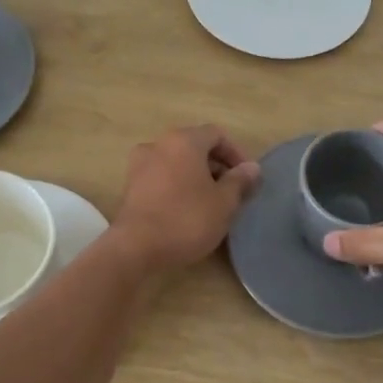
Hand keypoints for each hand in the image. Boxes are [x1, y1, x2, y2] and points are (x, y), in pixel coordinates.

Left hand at [110, 125, 259, 273]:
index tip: (247, 178)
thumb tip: (252, 167)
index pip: (217, 134)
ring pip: (177, 162)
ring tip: (210, 202)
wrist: (135, 247)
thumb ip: (240, 181)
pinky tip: (186, 210)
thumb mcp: (224, 202)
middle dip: (216, 166)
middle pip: (195, 146)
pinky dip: (177, 185)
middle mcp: (159, 144)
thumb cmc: (187, 219)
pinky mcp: (130, 186)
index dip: (236, 153)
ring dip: (196, 176)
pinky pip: (161, 177)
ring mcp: (140, 164)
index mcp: (184, 141)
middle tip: (231, 192)